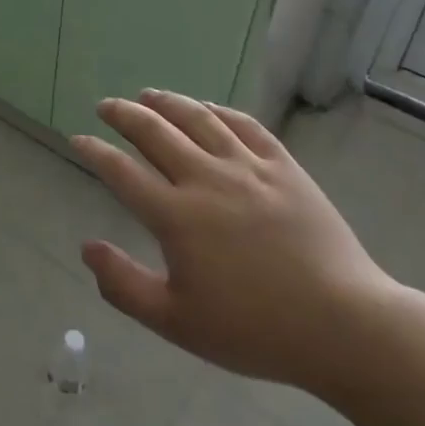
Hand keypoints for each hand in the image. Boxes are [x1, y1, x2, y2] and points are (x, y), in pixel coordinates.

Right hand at [73, 90, 403, 396]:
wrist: (346, 327)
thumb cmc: (255, 331)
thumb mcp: (177, 323)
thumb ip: (123, 285)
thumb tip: (86, 248)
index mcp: (177, 217)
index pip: (121, 171)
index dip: (95, 151)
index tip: (78, 139)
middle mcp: (207, 179)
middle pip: (154, 132)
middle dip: (123, 114)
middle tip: (106, 106)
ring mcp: (249, 168)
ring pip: (198, 118)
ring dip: (167, 102)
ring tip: (148, 95)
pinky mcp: (285, 168)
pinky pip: (246, 125)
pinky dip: (220, 110)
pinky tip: (208, 108)